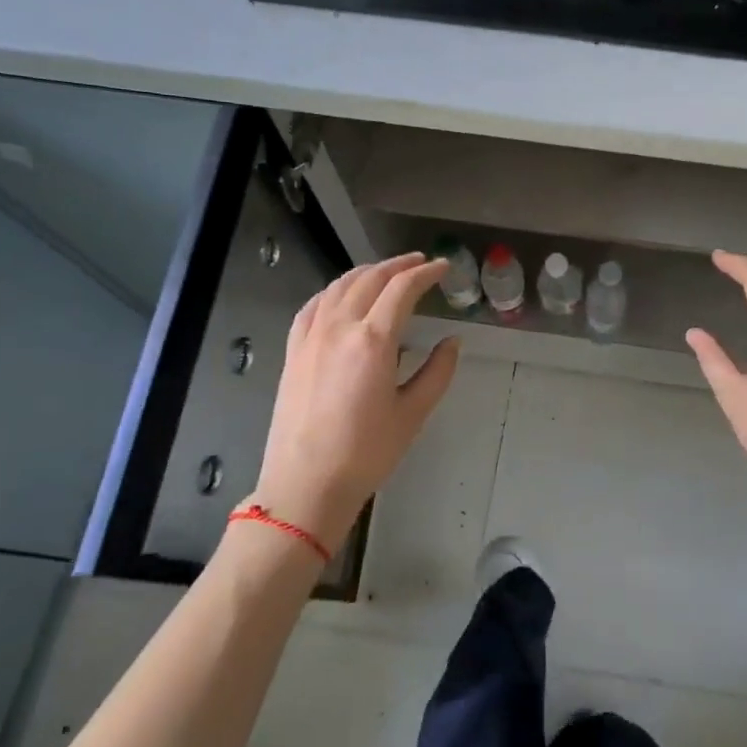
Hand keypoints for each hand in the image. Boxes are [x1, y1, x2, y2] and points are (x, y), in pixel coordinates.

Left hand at [249, 254, 459, 550]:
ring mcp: (311, 337)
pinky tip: (341, 294)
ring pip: (338, 286)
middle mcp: (339, 328)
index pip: (402, 290)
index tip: (444, 268)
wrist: (306, 483)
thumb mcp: (413, 413)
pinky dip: (333, 290)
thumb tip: (452, 341)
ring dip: (366, 272)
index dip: (425, 273)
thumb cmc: (366, 453)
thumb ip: (437, 371)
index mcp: (373, 340)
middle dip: (398, 265)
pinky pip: (313, 306)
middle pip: (370, 279)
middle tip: (420, 262)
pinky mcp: (293, 351)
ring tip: (386, 272)